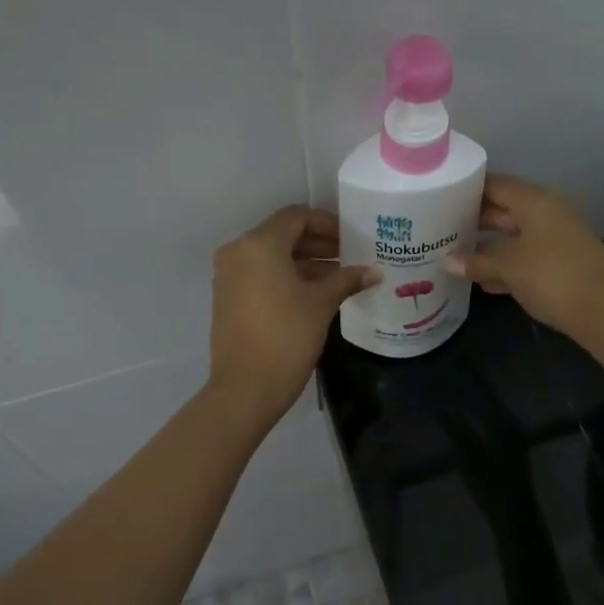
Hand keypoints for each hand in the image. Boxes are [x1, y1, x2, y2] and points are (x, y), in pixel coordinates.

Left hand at [210, 207, 378, 424]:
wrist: (246, 387)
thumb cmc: (287, 336)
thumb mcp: (321, 304)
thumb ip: (347, 279)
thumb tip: (375, 271)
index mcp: (259, 244)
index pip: (296, 217)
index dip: (327, 223)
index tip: (352, 237)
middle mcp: (238, 252)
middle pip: (283, 235)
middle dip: (318, 243)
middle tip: (350, 255)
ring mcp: (229, 275)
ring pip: (272, 256)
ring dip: (305, 262)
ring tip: (339, 277)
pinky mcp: (228, 298)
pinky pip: (261, 275)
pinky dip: (287, 277)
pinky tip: (316, 293)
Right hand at [443, 174, 603, 344]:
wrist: (602, 312)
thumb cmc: (551, 277)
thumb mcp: (508, 267)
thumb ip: (475, 261)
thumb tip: (446, 262)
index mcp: (536, 202)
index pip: (495, 184)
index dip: (468, 189)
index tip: (440, 197)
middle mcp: (547, 212)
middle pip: (504, 209)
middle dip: (474, 219)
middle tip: (440, 228)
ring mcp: (556, 238)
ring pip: (514, 235)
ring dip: (487, 245)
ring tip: (453, 254)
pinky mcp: (561, 263)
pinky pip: (526, 256)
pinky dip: (505, 264)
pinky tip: (482, 280)